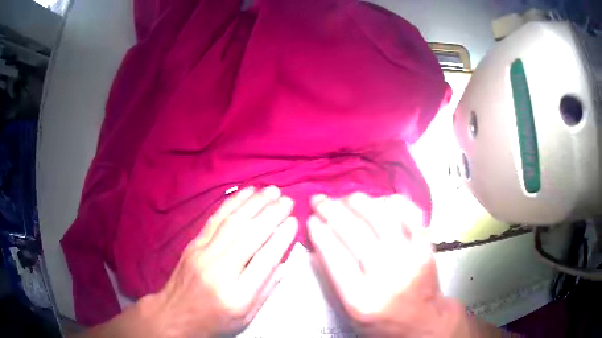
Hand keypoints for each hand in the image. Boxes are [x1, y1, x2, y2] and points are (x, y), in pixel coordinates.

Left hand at [143, 186, 297, 336]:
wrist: (175, 315)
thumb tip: (283, 263)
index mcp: (237, 295)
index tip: (294, 222)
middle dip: (272, 214)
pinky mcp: (193, 244)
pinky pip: (215, 219)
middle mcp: (220, 270)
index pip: (266, 260)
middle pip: (250, 235)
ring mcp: (203, 254)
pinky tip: (245, 193)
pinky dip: (232, 203)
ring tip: (272, 190)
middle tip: (288, 200)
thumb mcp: (246, 318)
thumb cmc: (214, 321)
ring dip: (254, 203)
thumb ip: (266, 291)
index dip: (282, 237)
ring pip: (233, 221)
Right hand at [307, 193, 457, 337]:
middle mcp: (387, 277)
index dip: (320, 234)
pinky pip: (410, 217)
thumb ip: (333, 280)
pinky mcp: (425, 249)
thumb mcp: (349, 313)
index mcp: (362, 299)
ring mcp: (410, 260)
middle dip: (332, 211)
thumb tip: (319, 245)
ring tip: (346, 198)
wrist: (423, 321)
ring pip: (382, 220)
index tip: (311, 219)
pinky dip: (392, 204)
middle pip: (356, 234)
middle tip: (320, 200)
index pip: (336, 258)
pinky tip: (378, 200)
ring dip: (360, 203)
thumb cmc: (383, 322)